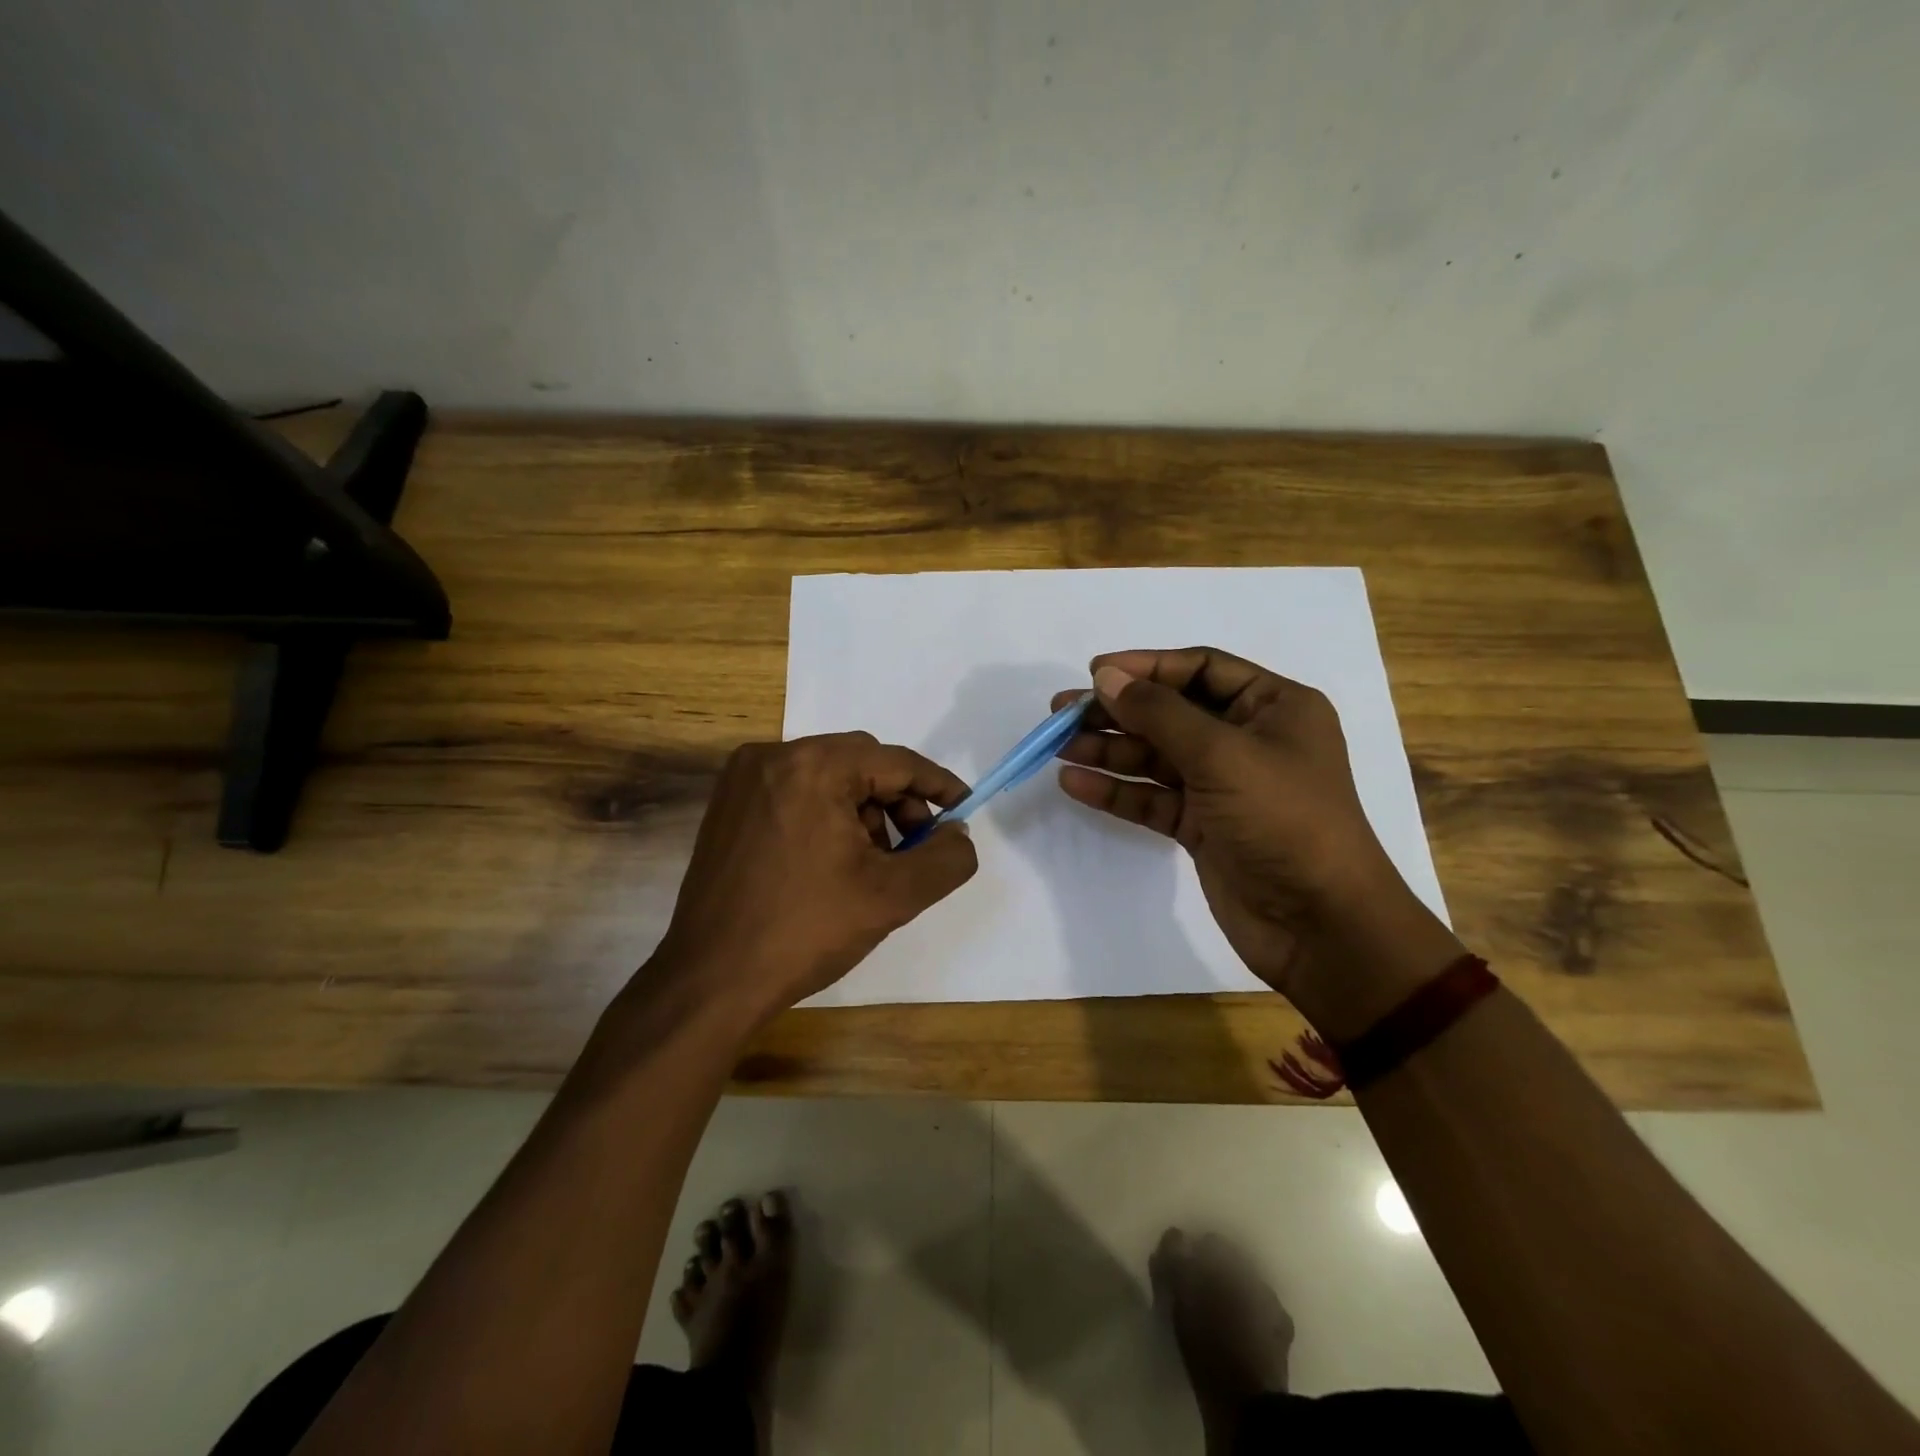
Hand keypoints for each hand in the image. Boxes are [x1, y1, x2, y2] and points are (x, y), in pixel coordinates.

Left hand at [650, 732, 978, 1026]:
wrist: (712, 980)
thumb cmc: (805, 930)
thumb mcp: (893, 896)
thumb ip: (945, 859)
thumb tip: (957, 833)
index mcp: (813, 766)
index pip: (894, 761)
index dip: (937, 785)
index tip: (963, 809)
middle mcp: (773, 757)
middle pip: (860, 762)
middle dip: (897, 801)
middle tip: (914, 847)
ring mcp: (743, 780)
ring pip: (827, 777)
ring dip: (861, 810)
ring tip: (870, 864)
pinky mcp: (727, 805)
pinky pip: (795, 792)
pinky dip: (825, 814)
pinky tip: (832, 861)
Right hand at [1053, 648, 1461, 1037]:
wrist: (1320, 924)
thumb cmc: (1283, 819)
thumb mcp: (1221, 754)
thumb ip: (1159, 712)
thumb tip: (1106, 676)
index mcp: (1274, 706)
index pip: (1200, 669)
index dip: (1146, 667)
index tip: (1094, 671)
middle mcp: (1249, 739)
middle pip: (1171, 713)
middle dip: (1117, 711)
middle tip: (1061, 712)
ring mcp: (1224, 786)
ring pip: (1156, 757)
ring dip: (1109, 750)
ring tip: (1059, 746)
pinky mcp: (1203, 826)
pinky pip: (1153, 797)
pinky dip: (1117, 790)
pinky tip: (1075, 783)